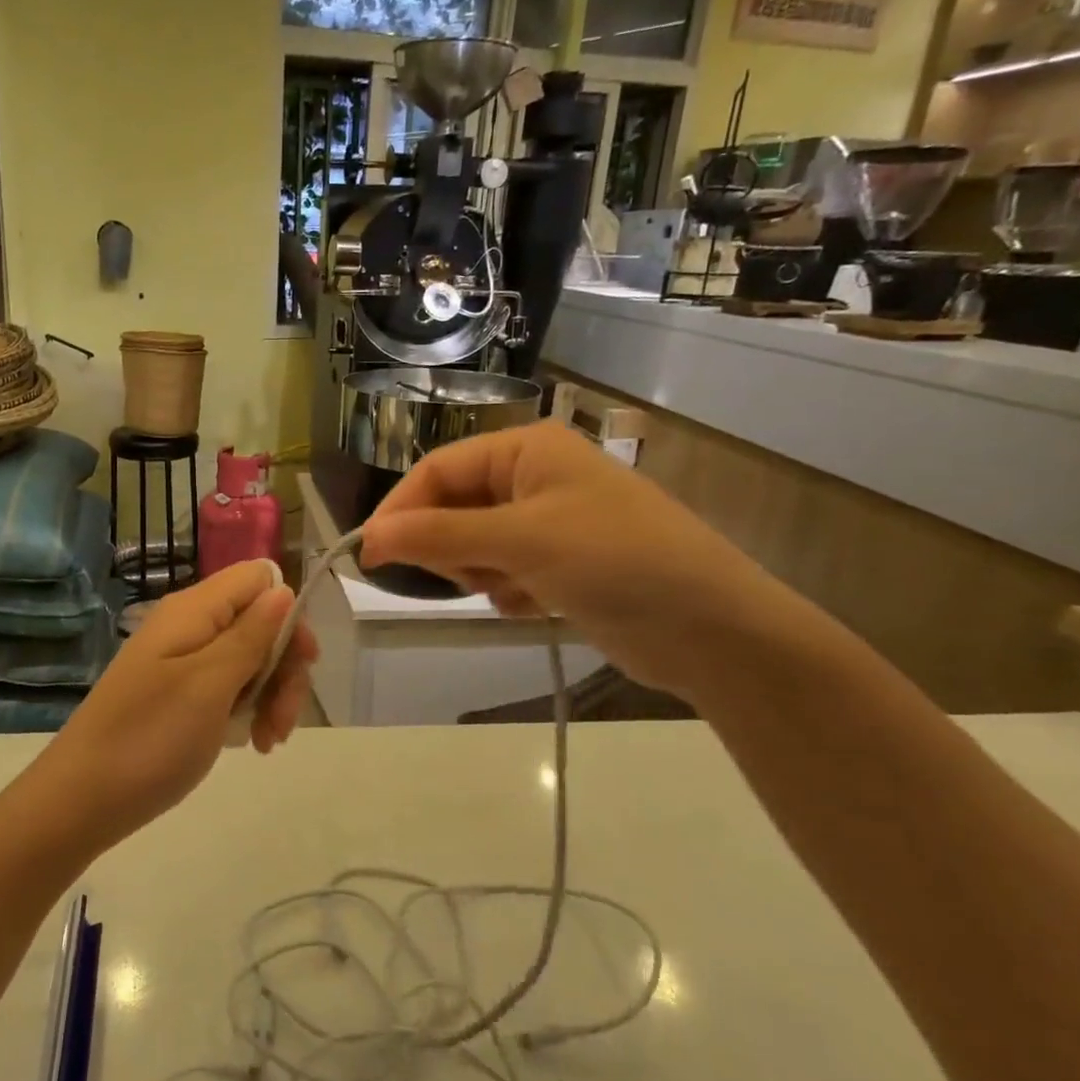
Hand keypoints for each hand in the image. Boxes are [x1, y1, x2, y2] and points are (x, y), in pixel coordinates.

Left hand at [37, 560, 317, 843]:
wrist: (81, 800)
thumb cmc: (150, 738)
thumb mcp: (210, 684)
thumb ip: (250, 634)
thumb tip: (283, 589)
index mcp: (194, 610)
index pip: (257, 578)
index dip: (287, 612)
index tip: (301, 661)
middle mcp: (190, 626)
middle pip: (259, 622)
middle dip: (283, 667)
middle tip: (283, 719)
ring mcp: (183, 661)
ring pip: (249, 658)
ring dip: (271, 695)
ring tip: (268, 741)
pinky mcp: (179, 693)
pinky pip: (228, 686)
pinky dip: (248, 710)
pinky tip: (253, 743)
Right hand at [360, 421, 788, 699]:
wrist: (713, 630)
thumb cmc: (615, 561)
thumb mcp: (521, 541)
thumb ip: (439, 535)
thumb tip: (367, 539)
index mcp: (525, 450)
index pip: (437, 470)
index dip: (399, 511)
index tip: (370, 556)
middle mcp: (532, 478)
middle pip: (452, 508)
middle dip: (450, 547)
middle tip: (464, 578)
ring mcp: (547, 523)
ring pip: (472, 545)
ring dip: (480, 573)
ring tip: (514, 590)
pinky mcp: (558, 565)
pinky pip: (502, 572)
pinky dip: (508, 592)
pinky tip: (540, 605)